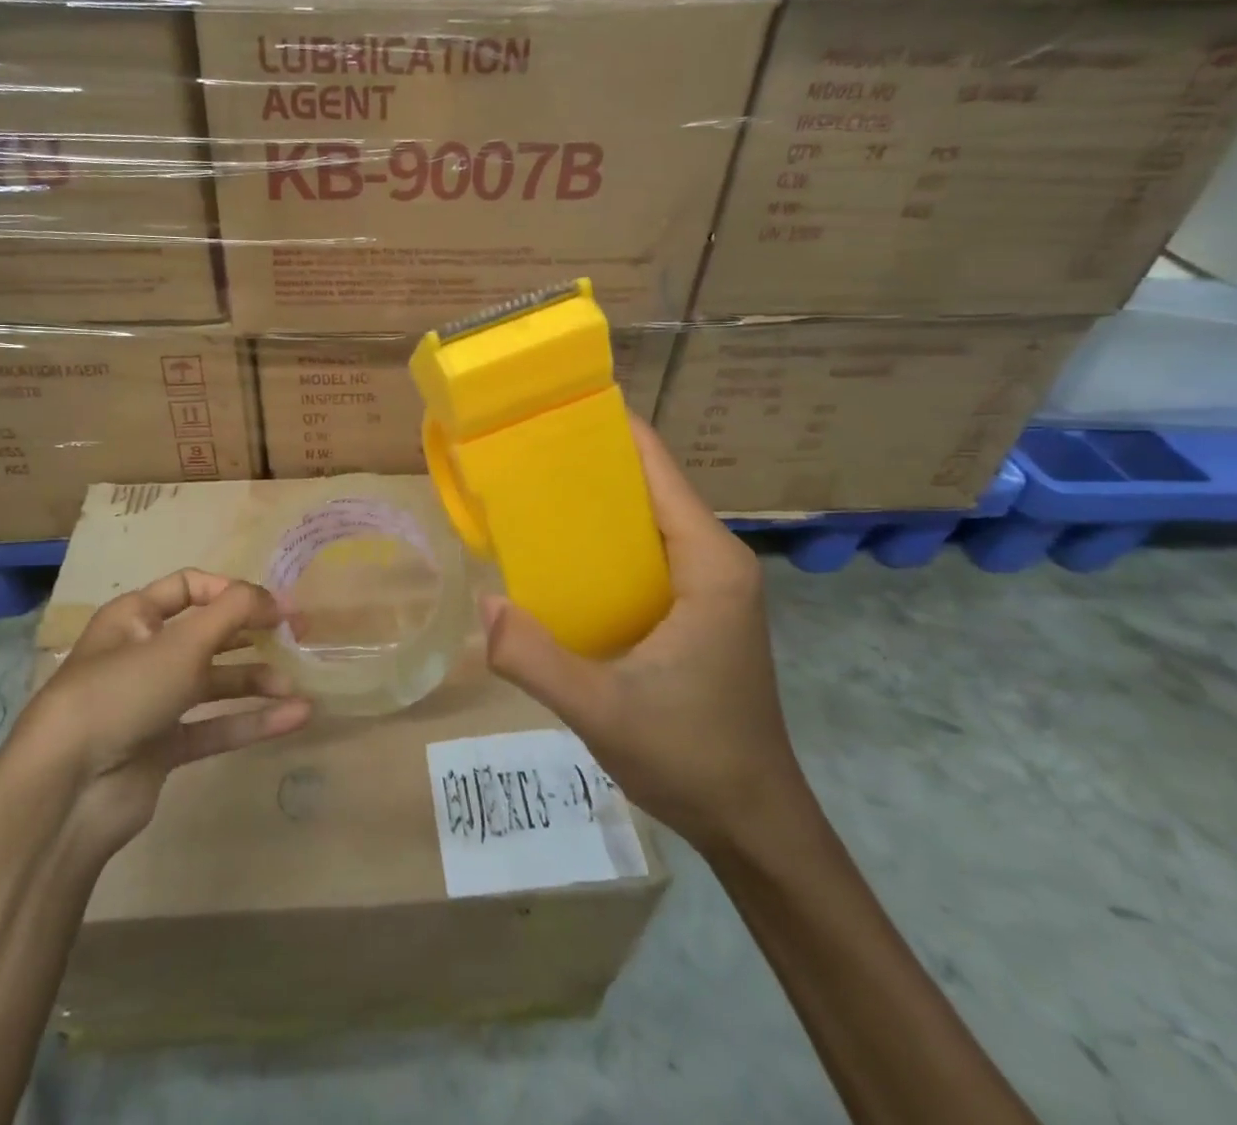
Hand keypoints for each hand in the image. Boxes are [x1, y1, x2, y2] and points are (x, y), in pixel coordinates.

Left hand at [12, 569, 311, 860]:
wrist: (68, 789)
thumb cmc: (123, 692)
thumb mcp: (182, 642)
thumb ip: (234, 612)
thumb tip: (275, 598)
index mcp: (135, 617)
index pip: (189, 587)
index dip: (232, 591)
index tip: (273, 605)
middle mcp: (144, 654)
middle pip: (207, 635)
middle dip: (251, 635)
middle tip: (296, 637)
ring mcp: (153, 703)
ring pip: (214, 683)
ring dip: (255, 682)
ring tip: (295, 685)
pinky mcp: (163, 747)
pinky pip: (215, 726)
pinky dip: (251, 721)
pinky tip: (293, 718)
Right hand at [482, 414, 800, 854]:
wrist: (754, 823)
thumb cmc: (693, 758)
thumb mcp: (604, 711)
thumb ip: (537, 660)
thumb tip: (482, 605)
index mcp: (708, 561)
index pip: (655, 466)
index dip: (605, 430)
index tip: (547, 412)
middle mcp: (714, 559)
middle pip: (646, 484)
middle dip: (586, 463)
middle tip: (518, 454)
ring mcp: (708, 584)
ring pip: (644, 519)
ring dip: (593, 503)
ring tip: (526, 493)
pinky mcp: (696, 609)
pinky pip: (644, 553)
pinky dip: (603, 542)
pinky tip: (557, 557)